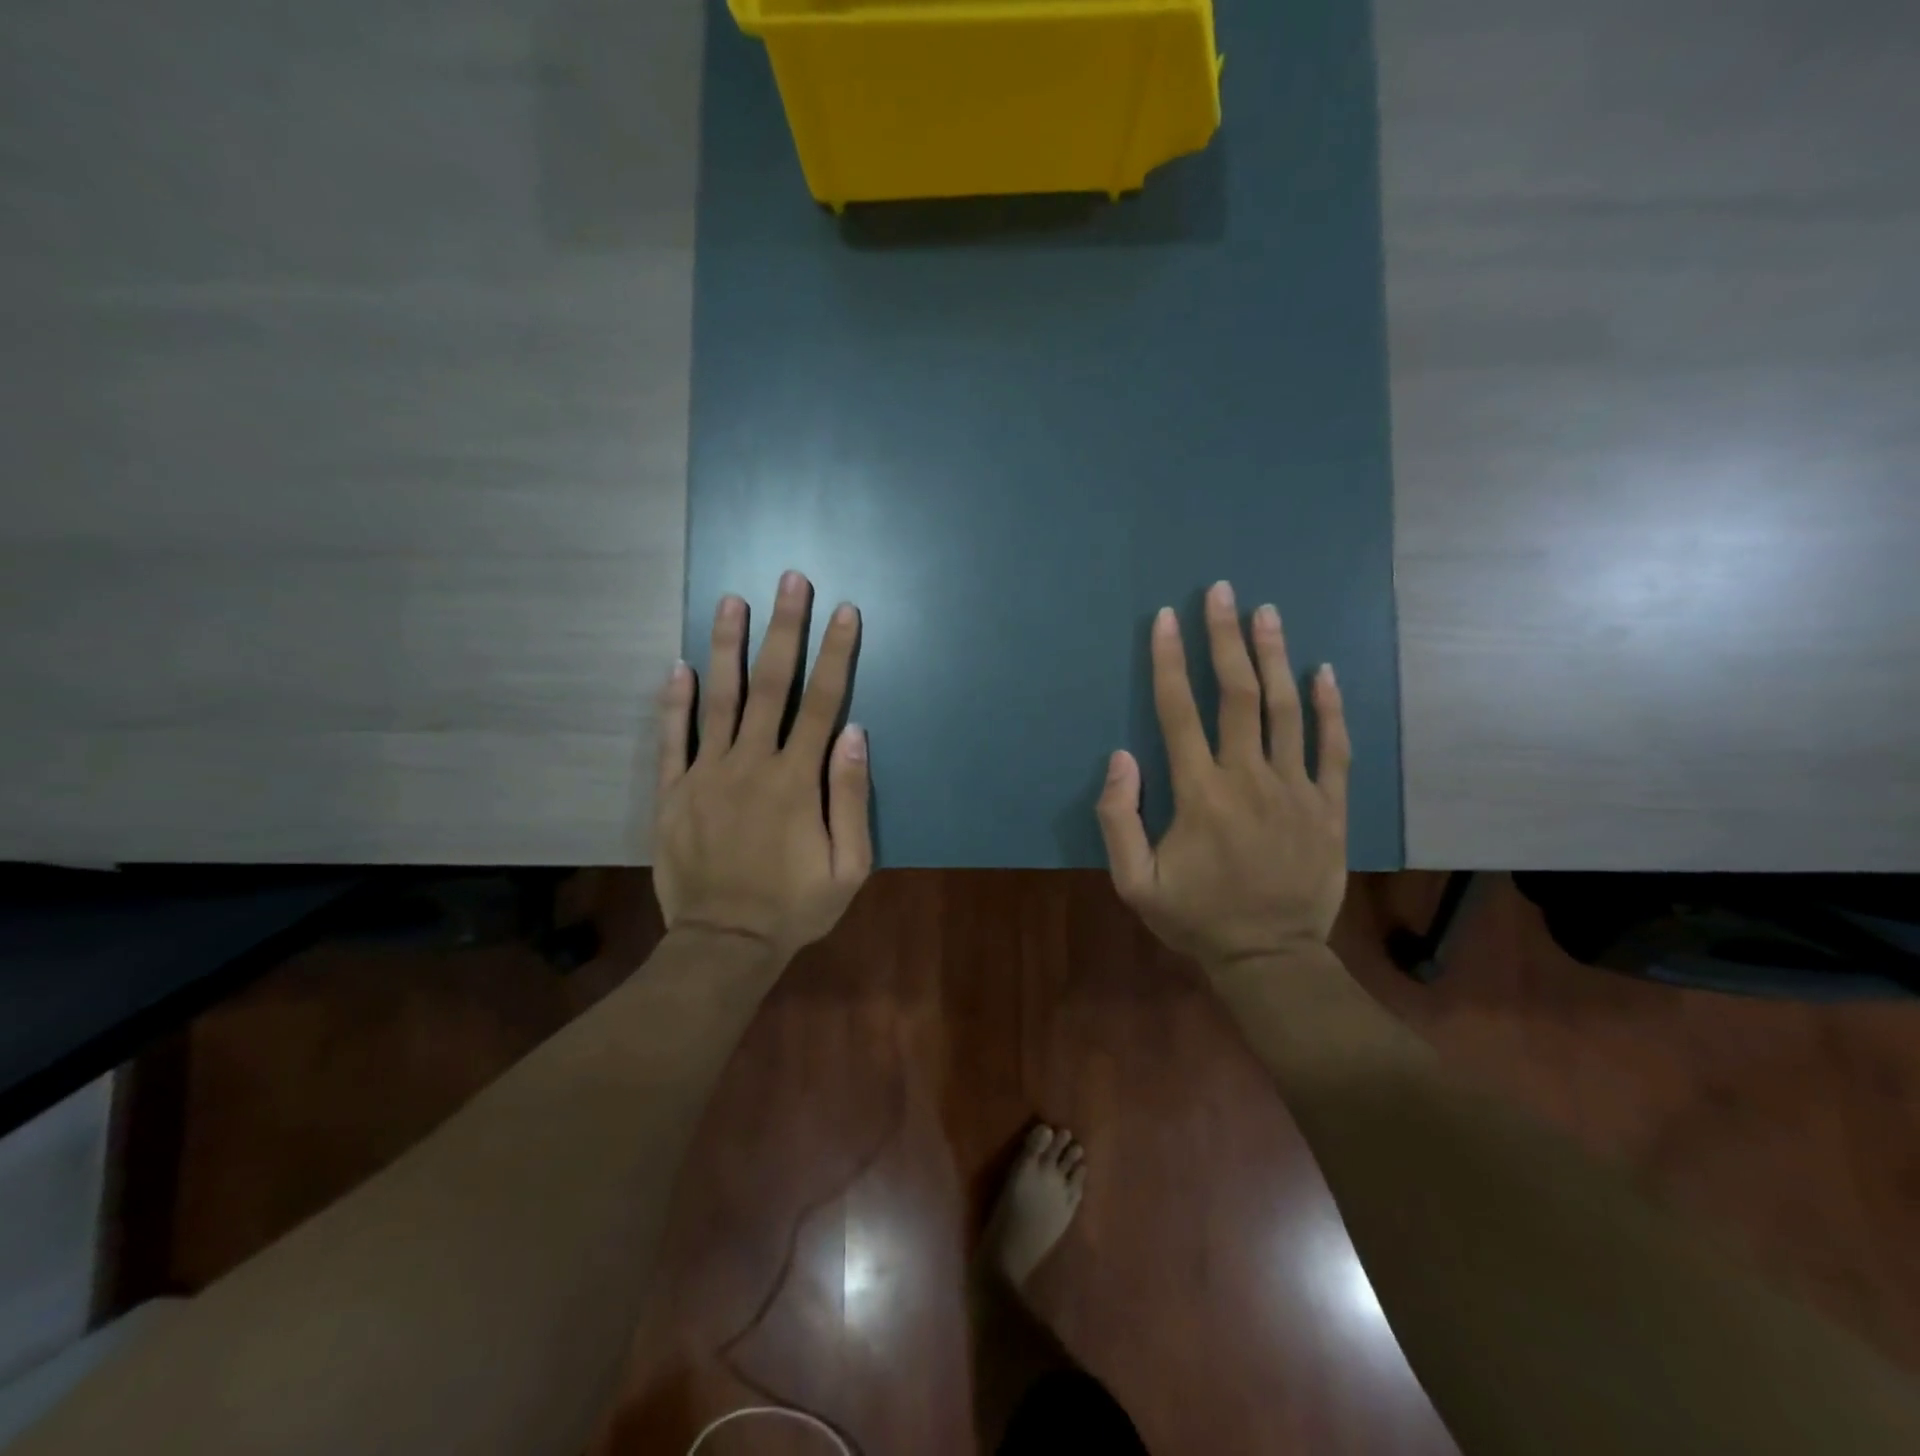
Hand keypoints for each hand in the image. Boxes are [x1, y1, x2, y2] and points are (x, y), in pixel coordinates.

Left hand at [653, 570, 872, 962]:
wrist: (725, 943)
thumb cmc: (795, 906)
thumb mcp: (849, 866)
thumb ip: (851, 797)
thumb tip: (855, 733)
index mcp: (796, 780)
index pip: (822, 703)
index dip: (836, 654)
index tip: (844, 612)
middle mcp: (750, 764)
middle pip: (771, 685)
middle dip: (784, 629)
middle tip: (789, 580)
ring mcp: (706, 775)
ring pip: (718, 699)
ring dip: (727, 646)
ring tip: (730, 600)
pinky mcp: (674, 793)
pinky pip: (672, 738)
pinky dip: (673, 700)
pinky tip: (676, 665)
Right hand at [1098, 581, 1350, 964]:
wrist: (1271, 958)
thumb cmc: (1196, 919)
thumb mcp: (1134, 883)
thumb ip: (1118, 820)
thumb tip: (1119, 758)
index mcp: (1200, 794)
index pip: (1179, 712)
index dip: (1170, 661)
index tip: (1167, 619)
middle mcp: (1249, 778)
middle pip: (1237, 695)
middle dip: (1226, 639)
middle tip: (1222, 592)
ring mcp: (1297, 789)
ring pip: (1286, 710)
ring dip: (1274, 656)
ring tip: (1267, 612)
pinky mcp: (1330, 806)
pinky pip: (1334, 747)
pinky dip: (1330, 707)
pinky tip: (1323, 671)